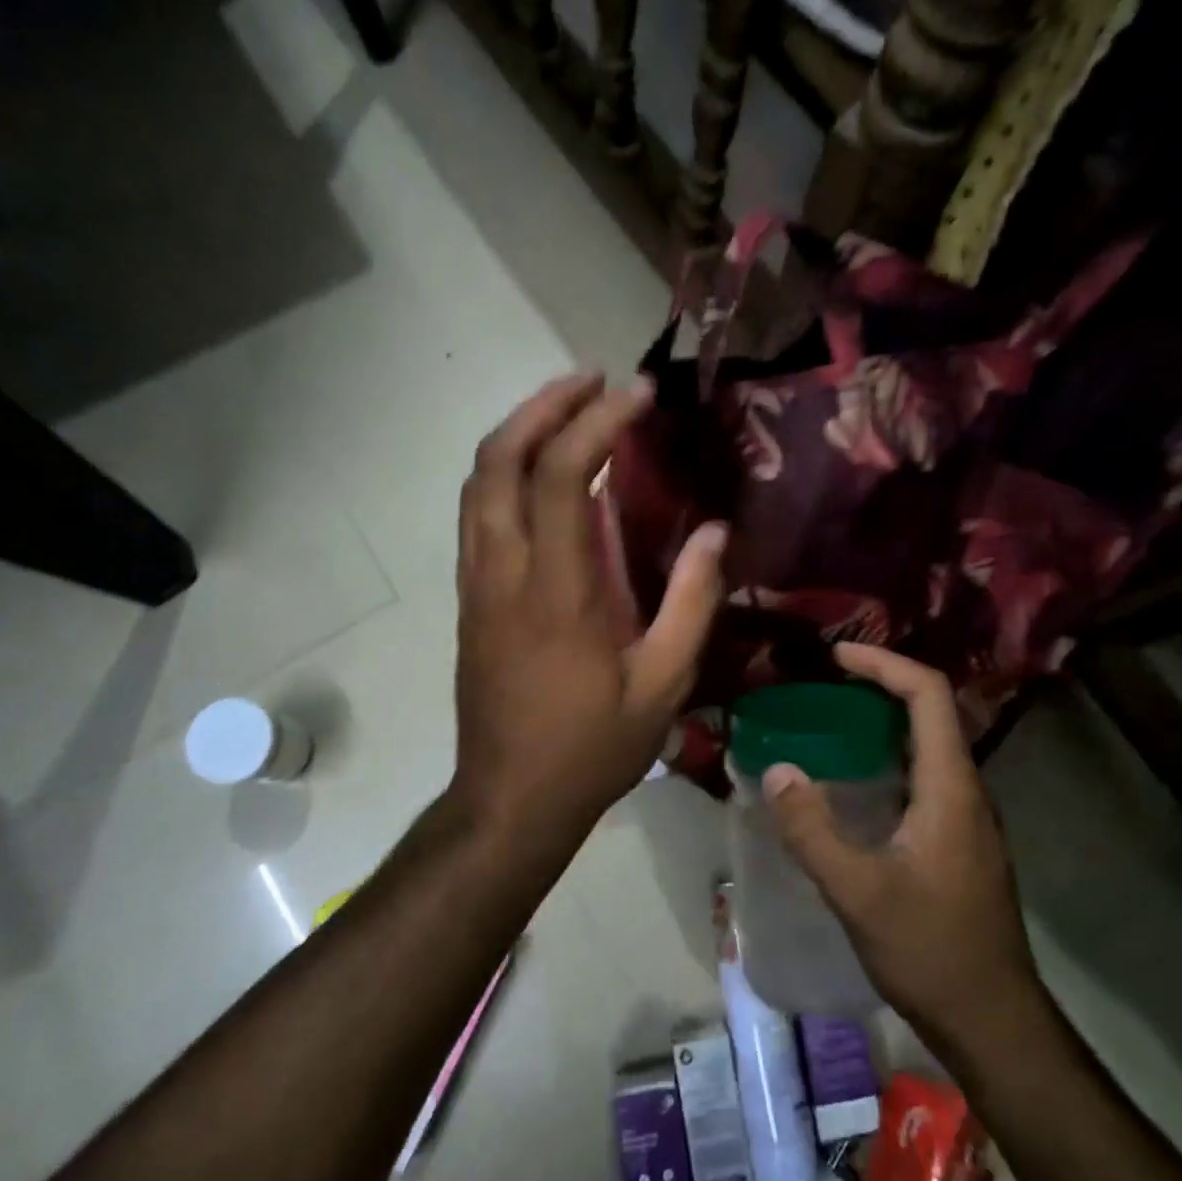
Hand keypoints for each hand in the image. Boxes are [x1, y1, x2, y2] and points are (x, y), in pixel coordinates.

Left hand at [451, 372, 727, 853]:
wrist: (509, 800)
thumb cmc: (591, 749)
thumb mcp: (662, 686)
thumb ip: (692, 603)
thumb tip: (712, 531)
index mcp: (557, 593)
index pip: (560, 476)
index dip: (597, 422)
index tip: (638, 394)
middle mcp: (504, 574)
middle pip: (499, 460)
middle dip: (544, 405)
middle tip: (593, 380)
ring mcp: (477, 585)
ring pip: (478, 482)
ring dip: (518, 432)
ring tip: (568, 411)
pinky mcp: (469, 600)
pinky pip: (476, 514)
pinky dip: (503, 473)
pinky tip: (540, 475)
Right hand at [763, 644, 1047, 1061]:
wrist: (992, 1020)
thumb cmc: (931, 952)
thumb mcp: (859, 893)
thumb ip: (813, 830)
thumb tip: (777, 770)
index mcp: (951, 788)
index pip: (928, 696)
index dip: (885, 664)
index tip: (836, 657)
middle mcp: (966, 791)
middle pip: (930, 714)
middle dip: (879, 687)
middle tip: (822, 687)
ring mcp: (966, 819)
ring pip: (927, 747)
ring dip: (882, 724)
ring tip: (827, 724)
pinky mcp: (958, 842)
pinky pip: (922, 778)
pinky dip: (886, 760)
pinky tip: (849, 784)